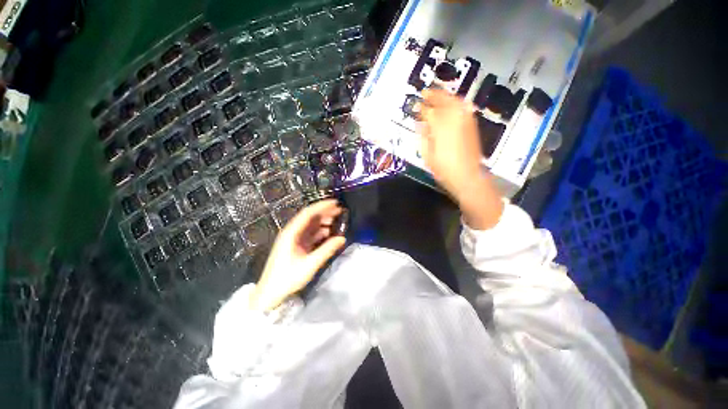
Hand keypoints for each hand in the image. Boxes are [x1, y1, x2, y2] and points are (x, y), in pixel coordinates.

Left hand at [250, 200, 345, 311]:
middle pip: (310, 217)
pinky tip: (329, 232)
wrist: (270, 294)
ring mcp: (294, 239)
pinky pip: (310, 234)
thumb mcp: (310, 264)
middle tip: (340, 210)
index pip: (308, 214)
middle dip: (325, 212)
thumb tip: (342, 238)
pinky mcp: (296, 246)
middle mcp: (292, 232)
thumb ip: (327, 250)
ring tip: (337, 220)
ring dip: (323, 222)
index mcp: (291, 233)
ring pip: (311, 225)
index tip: (335, 203)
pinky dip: (320, 232)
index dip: (322, 206)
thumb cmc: (287, 278)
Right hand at [420, 89, 503, 229]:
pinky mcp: (472, 124)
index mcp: (440, 126)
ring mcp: (465, 119)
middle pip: (442, 99)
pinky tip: (450, 104)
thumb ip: (423, 135)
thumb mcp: (427, 154)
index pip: (428, 111)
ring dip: (445, 96)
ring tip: (436, 95)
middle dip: (433, 95)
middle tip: (425, 92)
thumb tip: (421, 122)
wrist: (467, 176)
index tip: (415, 105)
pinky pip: (462, 107)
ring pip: (454, 100)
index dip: (420, 108)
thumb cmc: (443, 168)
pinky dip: (455, 102)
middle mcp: (454, 117)